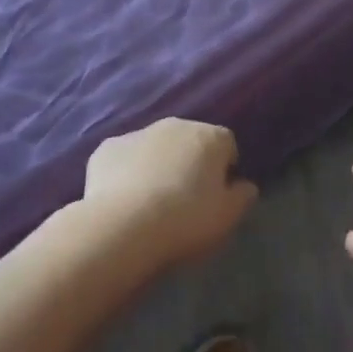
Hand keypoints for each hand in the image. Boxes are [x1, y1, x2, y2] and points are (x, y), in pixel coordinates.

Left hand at [83, 119, 257, 270]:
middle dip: (189, 162)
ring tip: (150, 202)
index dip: (224, 168)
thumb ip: (242, 197)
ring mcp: (138, 133)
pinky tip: (122, 200)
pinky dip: (125, 172)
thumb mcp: (227, 217)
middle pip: (189, 140)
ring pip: (154, 146)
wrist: (123, 226)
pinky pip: (123, 158)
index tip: (216, 194)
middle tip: (184, 199)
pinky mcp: (106, 149)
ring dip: (157, 164)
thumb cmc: (186, 220)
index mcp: (210, 137)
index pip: (226, 144)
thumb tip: (246, 185)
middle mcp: (175, 125)